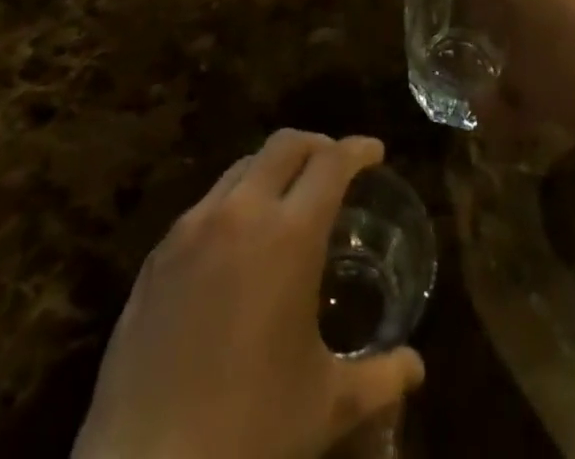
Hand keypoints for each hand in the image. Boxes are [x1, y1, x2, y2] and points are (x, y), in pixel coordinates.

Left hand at [72, 131, 423, 458]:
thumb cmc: (249, 434)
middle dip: (317, 146)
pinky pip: (205, 204)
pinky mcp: (157, 255)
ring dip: (272, 169)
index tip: (375, 152)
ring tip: (287, 199)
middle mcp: (241, 213)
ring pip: (241, 167)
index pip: (332, 162)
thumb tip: (416, 368)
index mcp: (290, 235)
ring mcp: (192, 229)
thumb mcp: (326, 406)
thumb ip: (379, 378)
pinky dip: (234, 202)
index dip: (358, 150)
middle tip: (335, 167)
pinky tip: (237, 244)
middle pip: (285, 145)